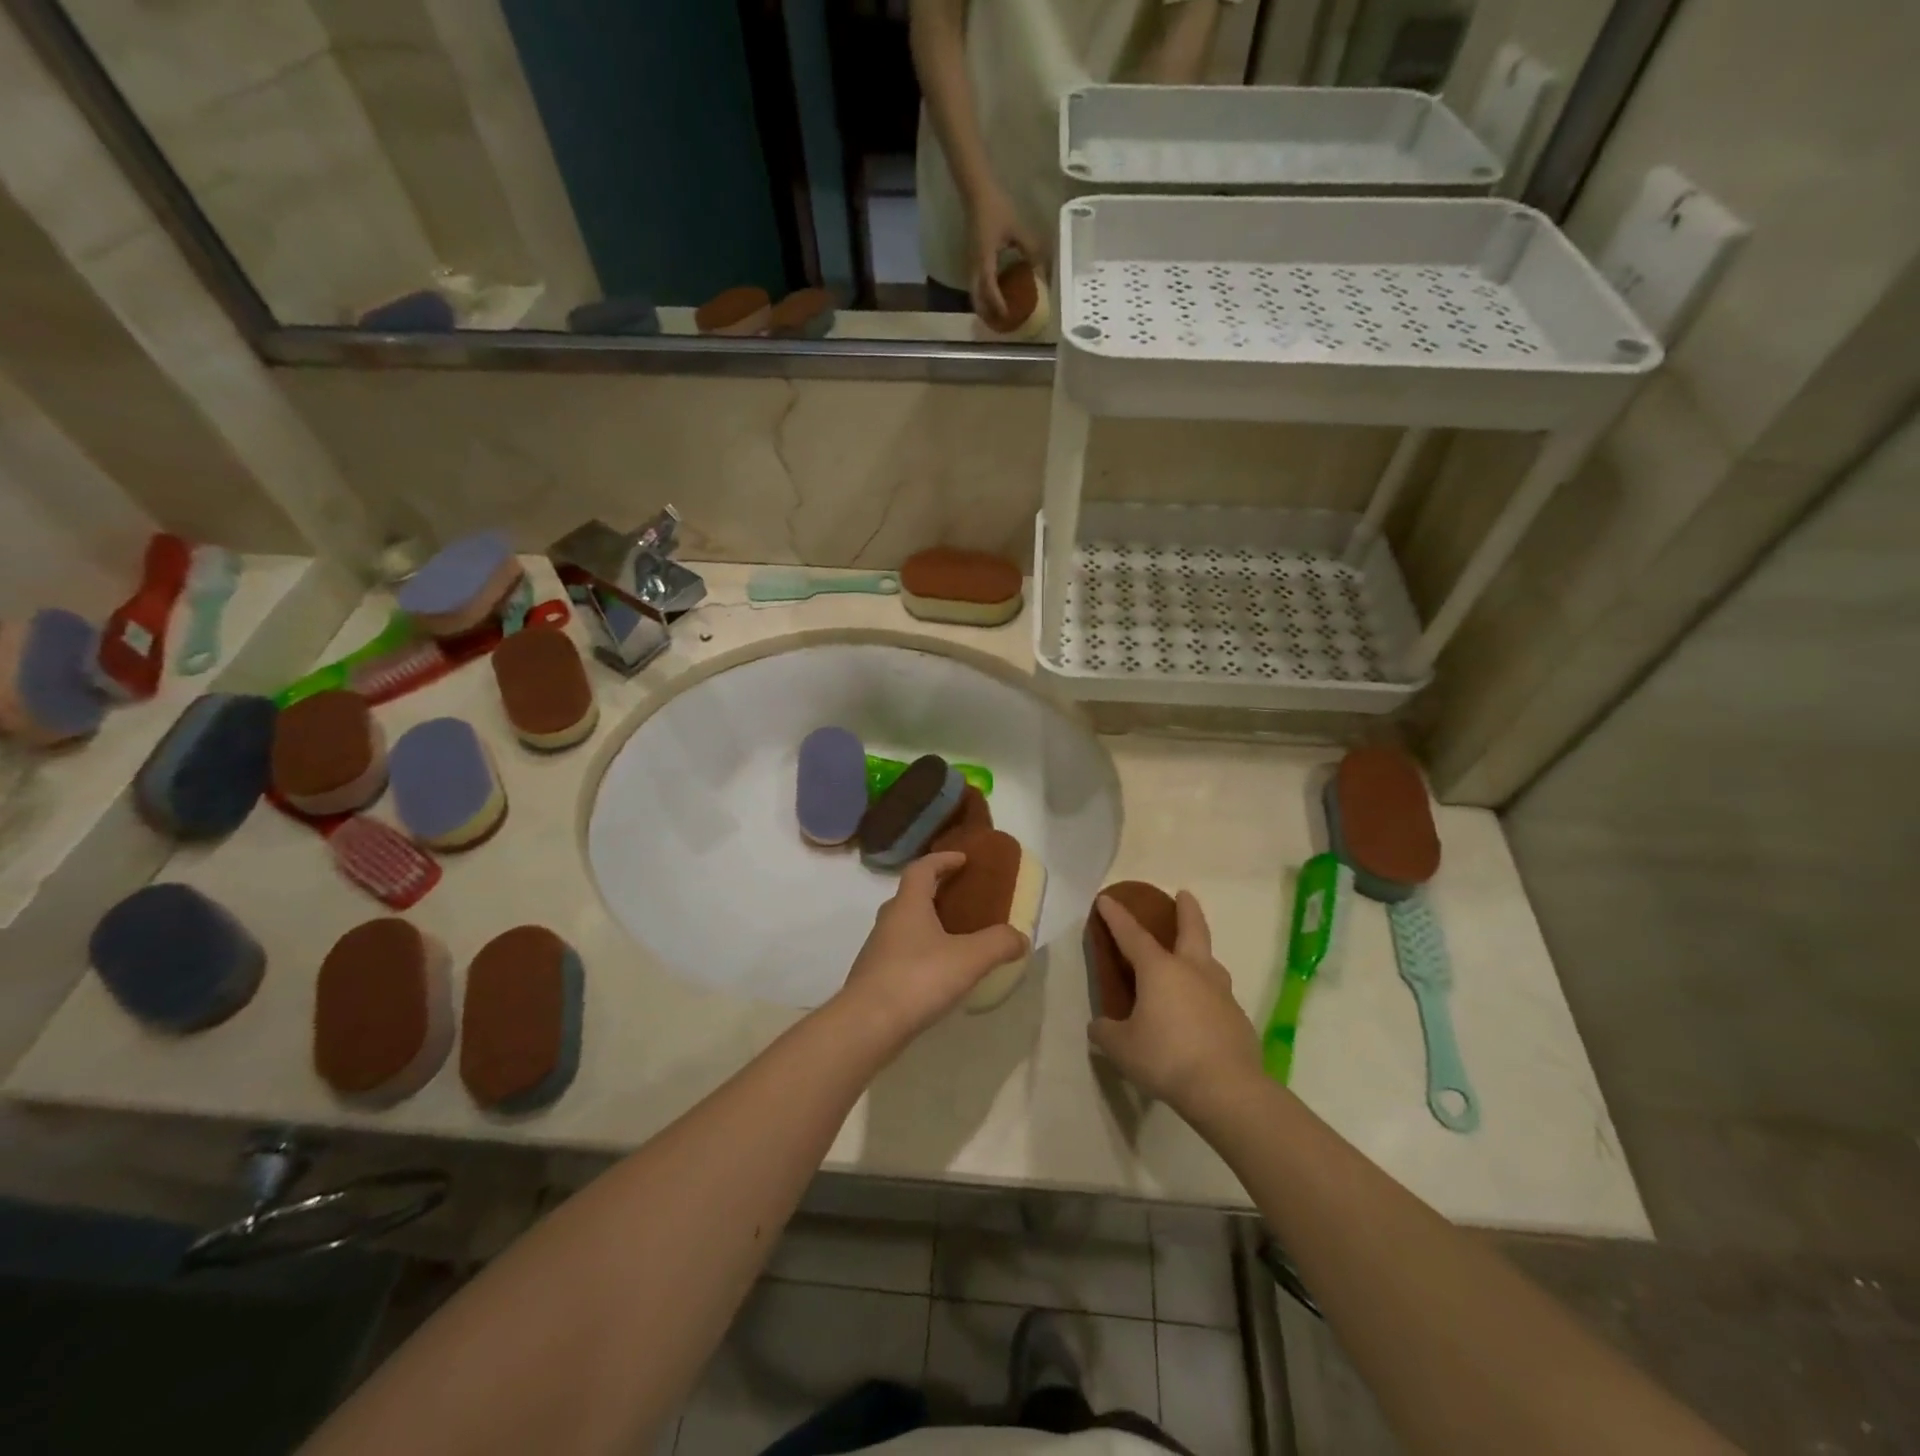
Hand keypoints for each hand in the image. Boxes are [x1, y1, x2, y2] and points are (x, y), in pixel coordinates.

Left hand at [835, 851, 1028, 1049]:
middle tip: (963, 899)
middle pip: (911, 896)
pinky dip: (920, 953)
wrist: (867, 1025)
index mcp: (908, 905)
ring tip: (955, 939)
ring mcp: (877, 950)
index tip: (963, 859)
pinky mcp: (875, 977)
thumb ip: (999, 943)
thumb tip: (1020, 937)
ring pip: (905, 926)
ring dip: (927, 925)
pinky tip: (938, 974)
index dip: (942, 860)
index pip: (922, 868)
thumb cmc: (918, 979)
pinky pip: (901, 954)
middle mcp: (889, 921)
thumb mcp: (969, 959)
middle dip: (936, 892)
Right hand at [965, 185, 1044, 324]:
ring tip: (998, 316)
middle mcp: (974, 266)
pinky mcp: (971, 261)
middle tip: (1002, 324)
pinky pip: (975, 285)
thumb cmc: (996, 208)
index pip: (990, 290)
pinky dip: (983, 296)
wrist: (976, 192)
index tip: (1008, 316)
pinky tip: (995, 297)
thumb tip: (1042, 267)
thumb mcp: (1017, 227)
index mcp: (985, 260)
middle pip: (977, 299)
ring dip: (985, 307)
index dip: (998, 305)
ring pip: (974, 294)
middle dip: (988, 314)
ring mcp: (970, 265)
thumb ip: (1030, 248)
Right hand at [1089, 892, 1259, 1113]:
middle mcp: (1193, 971)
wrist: (1226, 1089)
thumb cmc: (1166, 1058)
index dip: (1117, 916)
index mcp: (1159, 970)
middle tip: (1184, 894)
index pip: (1132, 935)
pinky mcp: (1238, 1019)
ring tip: (1192, 960)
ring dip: (1201, 953)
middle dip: (1186, 910)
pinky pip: (1218, 997)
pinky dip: (1207, 996)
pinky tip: (1201, 1014)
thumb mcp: (1121, 1047)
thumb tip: (1100, 1025)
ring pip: (1210, 962)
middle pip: (1192, 930)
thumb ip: (1107, 1031)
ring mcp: (1221, 993)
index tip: (1107, 898)